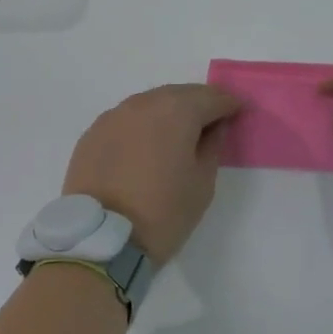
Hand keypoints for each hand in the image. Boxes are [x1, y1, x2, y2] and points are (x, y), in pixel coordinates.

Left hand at [62, 84, 241, 265]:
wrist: (101, 239)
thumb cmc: (163, 212)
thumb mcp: (202, 182)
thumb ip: (212, 145)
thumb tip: (214, 126)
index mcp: (176, 110)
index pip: (211, 97)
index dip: (229, 104)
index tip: (239, 112)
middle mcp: (143, 103)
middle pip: (179, 94)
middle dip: (198, 104)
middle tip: (211, 121)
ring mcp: (114, 115)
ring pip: (150, 104)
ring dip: (168, 112)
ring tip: (178, 134)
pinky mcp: (93, 132)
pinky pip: (126, 120)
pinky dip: (142, 126)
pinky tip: (146, 146)